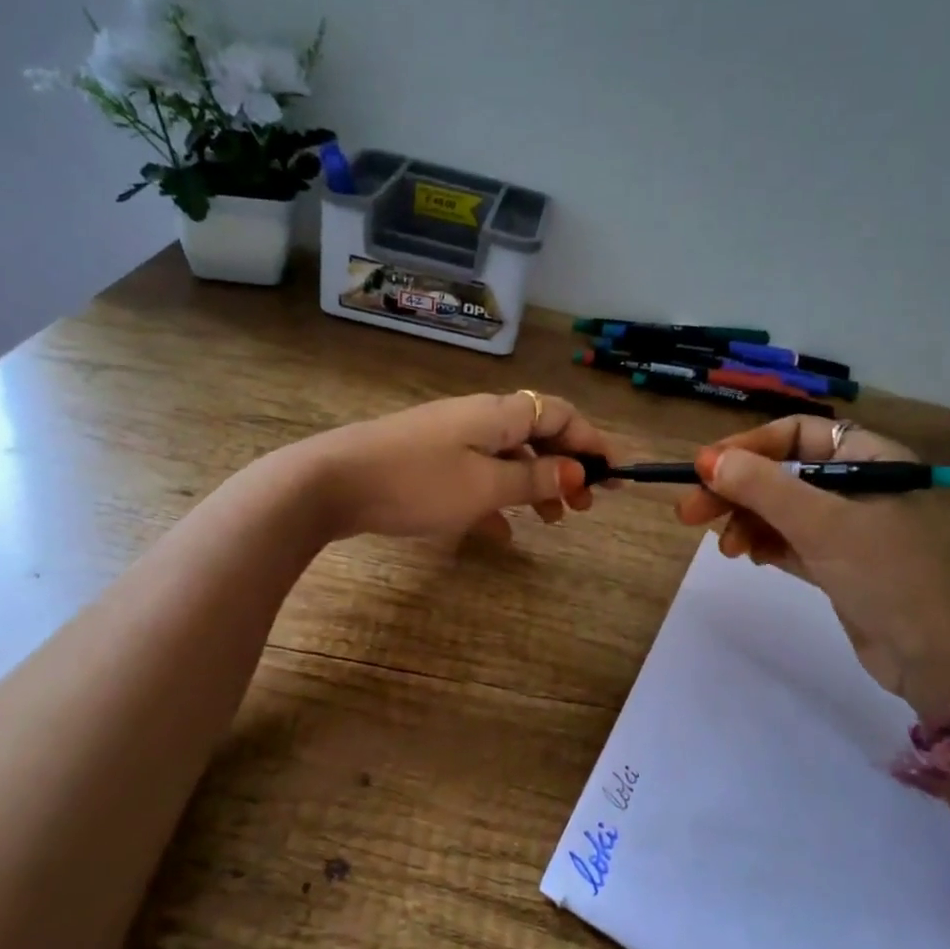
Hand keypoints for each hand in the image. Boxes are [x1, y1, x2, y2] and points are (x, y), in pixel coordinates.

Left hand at [296, 391, 610, 542]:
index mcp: (499, 414)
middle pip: (537, 435)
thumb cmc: (418, 482)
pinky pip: (477, 476)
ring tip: (554, 522)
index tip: (617, 475)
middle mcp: (479, 419)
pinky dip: (498, 499)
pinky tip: (502, 533)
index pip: (560, 415)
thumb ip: (534, 480)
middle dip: (567, 468)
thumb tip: (576, 473)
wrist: (331, 483)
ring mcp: (450, 440)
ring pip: (508, 458)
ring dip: (536, 486)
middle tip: (587, 506)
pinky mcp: (427, 462)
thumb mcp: (485, 486)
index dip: (593, 441)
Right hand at [675, 417, 949, 715]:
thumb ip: (763, 487)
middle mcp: (857, 484)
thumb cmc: (884, 574)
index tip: (705, 468)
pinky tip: (746, 556)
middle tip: (689, 512)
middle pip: (781, 473)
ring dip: (745, 521)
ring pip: (780, 509)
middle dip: (735, 490)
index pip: (796, 434)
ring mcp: (847, 526)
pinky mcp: (836, 562)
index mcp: (869, 458)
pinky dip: (763, 543)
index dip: (748, 446)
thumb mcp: (820, 523)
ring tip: (726, 548)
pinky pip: (788, 540)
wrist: (932, 657)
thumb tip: (708, 460)